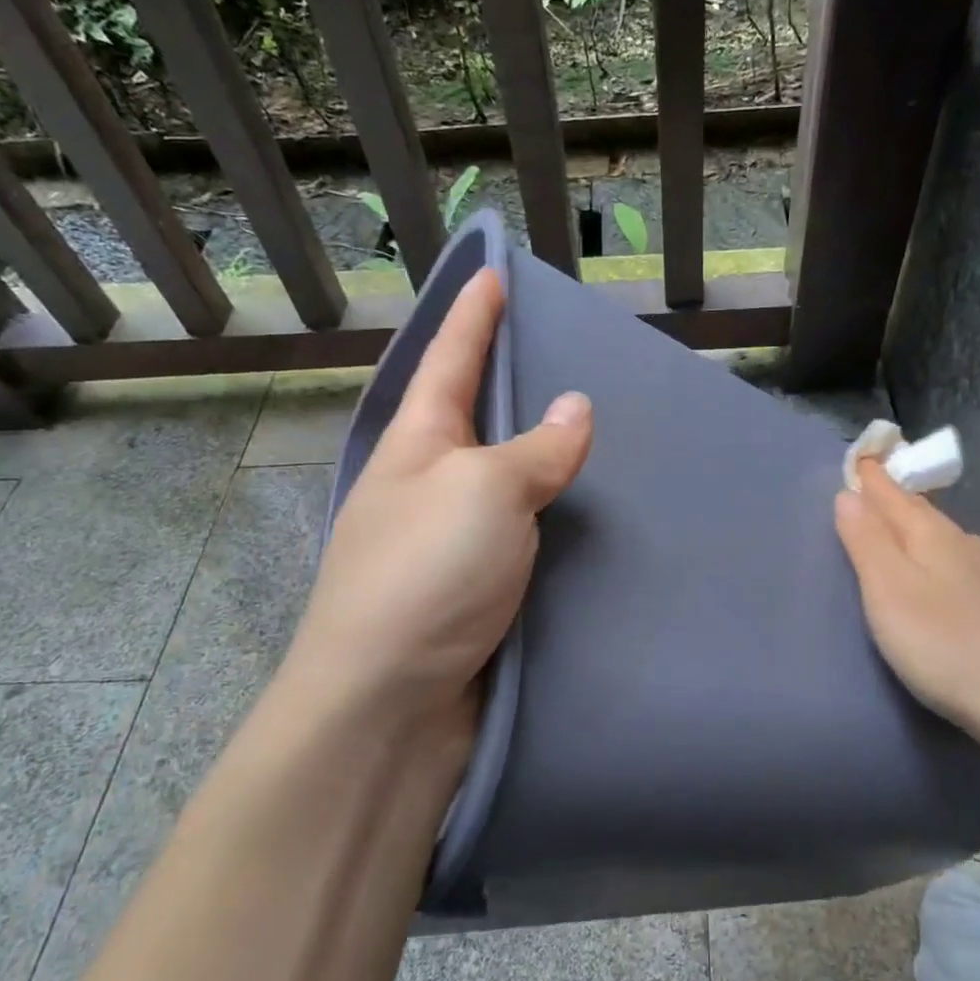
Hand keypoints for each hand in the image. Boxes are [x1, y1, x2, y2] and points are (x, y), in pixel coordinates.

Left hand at [284, 269, 592, 743]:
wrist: (387, 709)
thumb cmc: (426, 576)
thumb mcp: (484, 492)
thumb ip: (535, 449)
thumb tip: (575, 407)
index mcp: (418, 444)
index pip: (449, 359)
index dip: (473, 314)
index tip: (494, 271)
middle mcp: (427, 485)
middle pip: (474, 416)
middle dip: (509, 380)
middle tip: (564, 351)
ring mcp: (448, 542)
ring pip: (503, 479)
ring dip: (538, 455)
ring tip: (591, 430)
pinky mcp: (473, 592)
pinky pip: (521, 535)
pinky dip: (551, 518)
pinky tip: (585, 516)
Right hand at [834, 459, 979, 753]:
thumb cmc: (944, 644)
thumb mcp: (889, 591)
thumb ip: (866, 541)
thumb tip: (848, 494)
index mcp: (932, 536)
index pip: (893, 495)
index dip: (873, 477)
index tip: (860, 455)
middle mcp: (966, 544)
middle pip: (922, 512)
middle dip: (895, 497)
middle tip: (873, 485)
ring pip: (946, 537)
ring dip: (919, 526)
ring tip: (901, 526)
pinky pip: (964, 561)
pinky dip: (942, 554)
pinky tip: (948, 571)